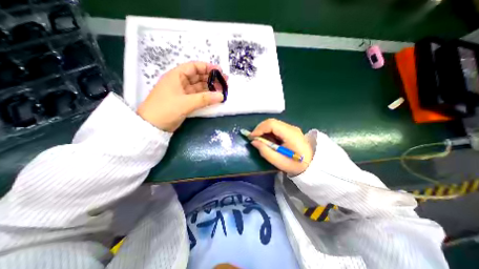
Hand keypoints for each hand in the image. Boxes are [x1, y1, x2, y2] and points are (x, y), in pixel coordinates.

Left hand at [137, 61, 226, 131]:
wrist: (152, 126)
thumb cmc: (165, 109)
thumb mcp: (186, 103)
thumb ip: (204, 99)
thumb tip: (221, 96)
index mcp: (176, 76)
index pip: (194, 67)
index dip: (207, 67)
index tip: (220, 72)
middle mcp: (180, 82)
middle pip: (198, 77)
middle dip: (211, 79)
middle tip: (224, 83)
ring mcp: (182, 93)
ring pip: (199, 88)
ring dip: (210, 89)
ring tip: (222, 91)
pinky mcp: (184, 102)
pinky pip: (198, 97)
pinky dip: (206, 97)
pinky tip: (214, 98)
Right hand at [251, 118, 314, 174]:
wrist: (311, 165)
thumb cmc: (295, 165)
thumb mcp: (278, 161)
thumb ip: (265, 151)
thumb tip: (253, 141)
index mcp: (290, 134)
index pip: (272, 124)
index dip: (259, 128)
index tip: (252, 137)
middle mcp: (291, 128)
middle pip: (271, 122)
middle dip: (260, 129)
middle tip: (254, 138)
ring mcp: (291, 128)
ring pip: (273, 124)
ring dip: (264, 130)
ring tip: (260, 140)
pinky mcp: (290, 130)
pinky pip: (276, 128)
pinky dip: (269, 132)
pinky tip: (268, 140)